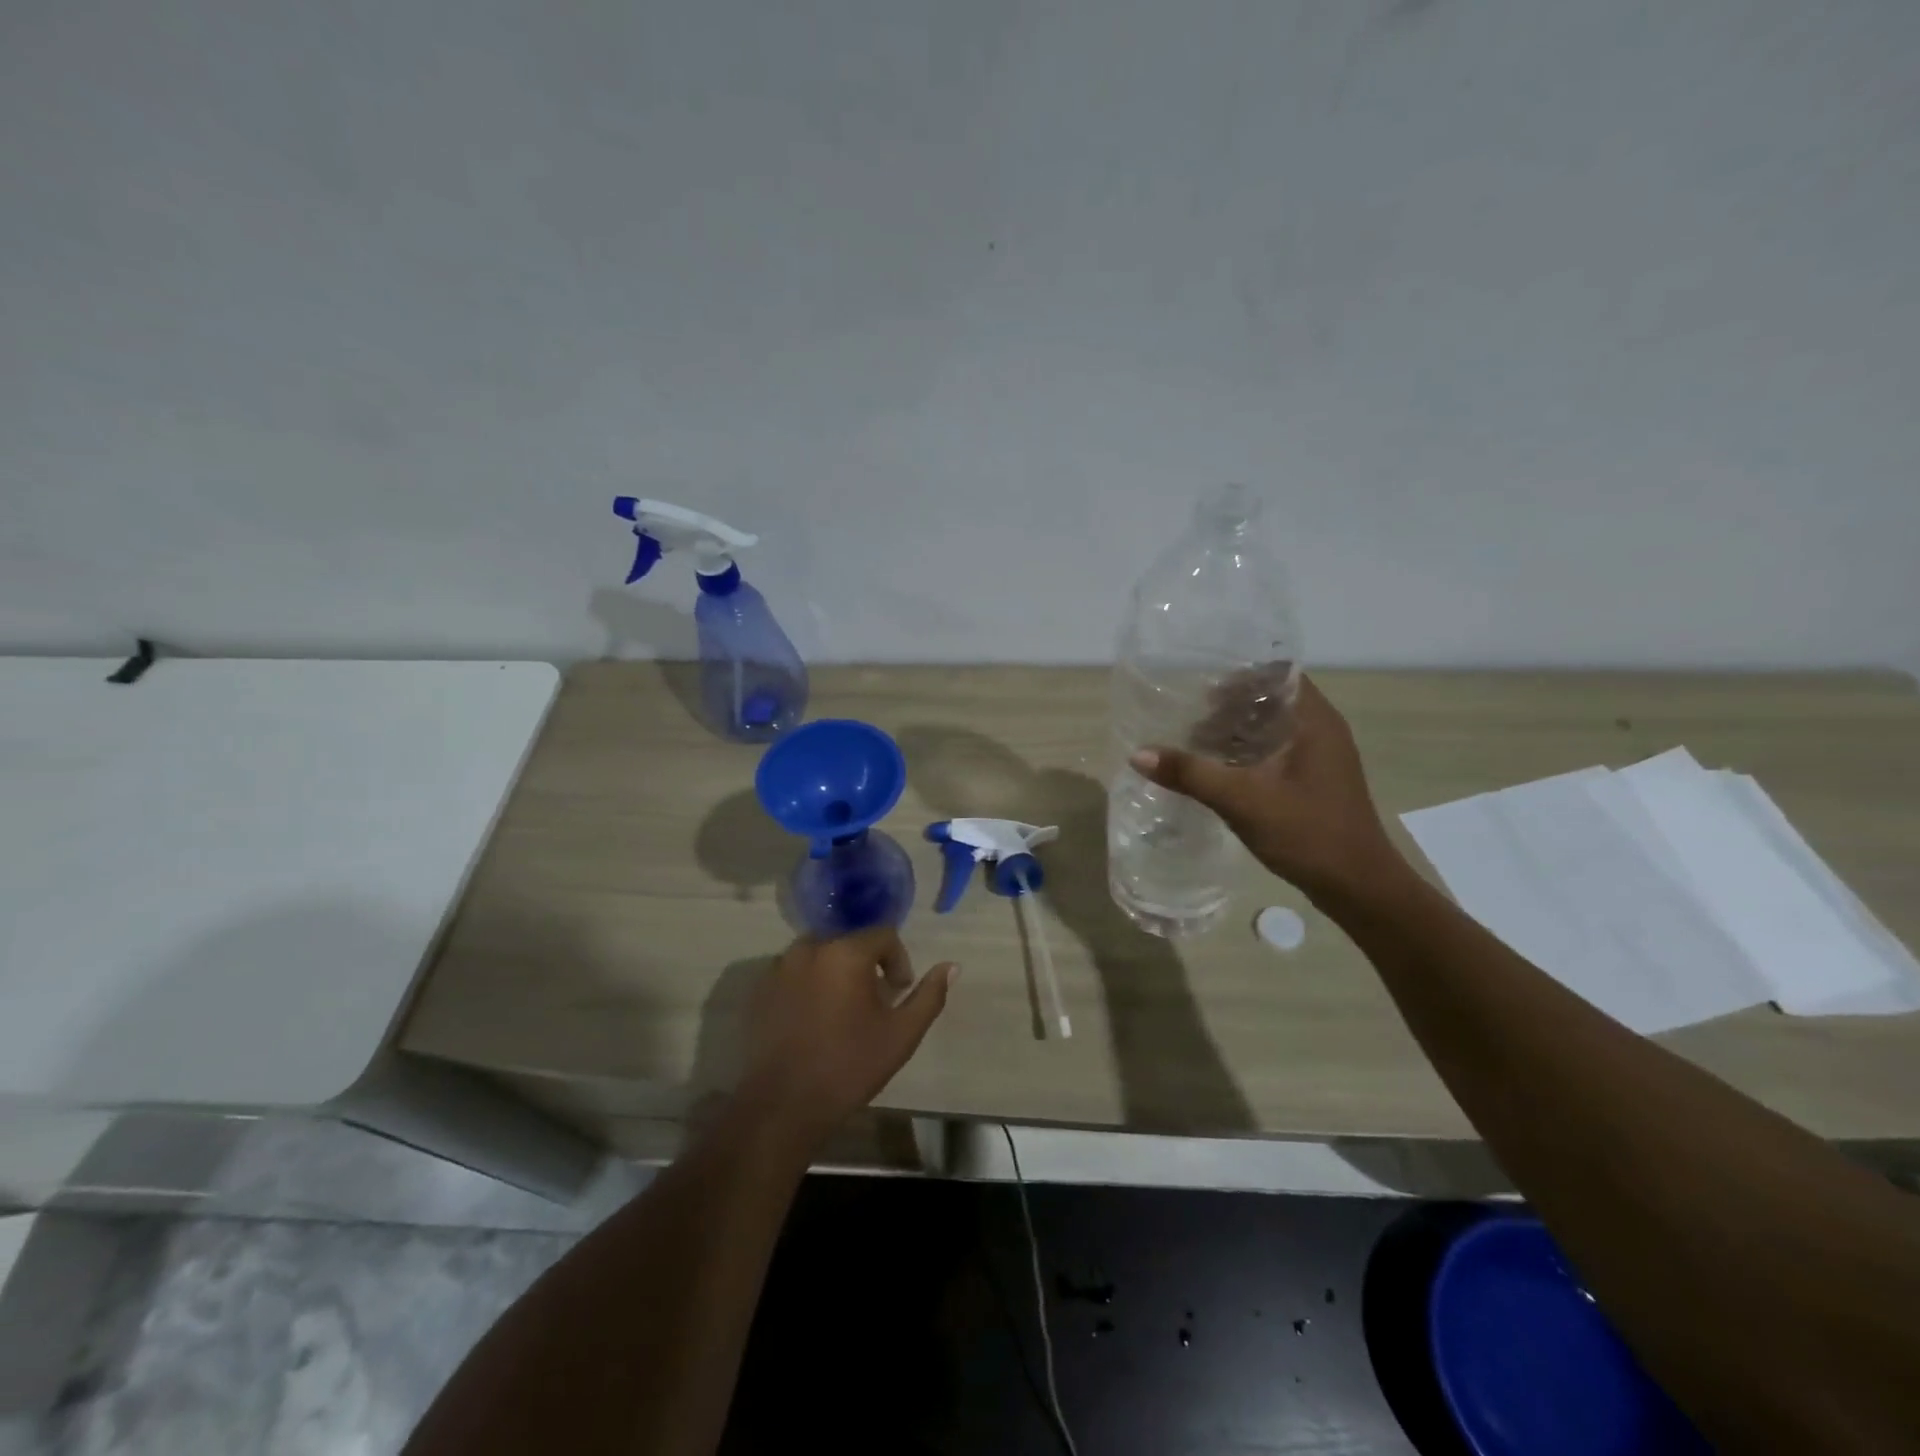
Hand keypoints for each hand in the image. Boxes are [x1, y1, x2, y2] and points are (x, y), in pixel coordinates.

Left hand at [735, 929, 955, 1142]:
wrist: (784, 1105)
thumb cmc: (849, 1066)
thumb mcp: (902, 1034)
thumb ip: (929, 995)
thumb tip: (952, 966)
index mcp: (845, 952)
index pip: (883, 935)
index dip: (897, 960)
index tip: (898, 993)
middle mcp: (810, 948)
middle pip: (848, 942)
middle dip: (866, 965)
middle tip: (872, 1002)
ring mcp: (780, 967)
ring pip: (820, 955)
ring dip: (836, 972)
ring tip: (843, 1010)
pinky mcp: (760, 989)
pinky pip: (794, 972)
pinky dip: (809, 985)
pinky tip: (814, 1020)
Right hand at [1130, 675, 1408, 902]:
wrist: (1358, 887)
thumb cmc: (1308, 833)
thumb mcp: (1242, 801)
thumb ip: (1190, 774)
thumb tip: (1138, 754)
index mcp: (1314, 720)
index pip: (1276, 673)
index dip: (1238, 676)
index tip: (1201, 690)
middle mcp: (1321, 729)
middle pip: (1270, 698)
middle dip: (1228, 706)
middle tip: (1190, 720)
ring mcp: (1320, 757)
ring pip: (1271, 727)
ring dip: (1235, 731)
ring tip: (1196, 745)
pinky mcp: (1314, 780)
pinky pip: (1275, 751)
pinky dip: (1247, 753)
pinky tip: (1218, 772)